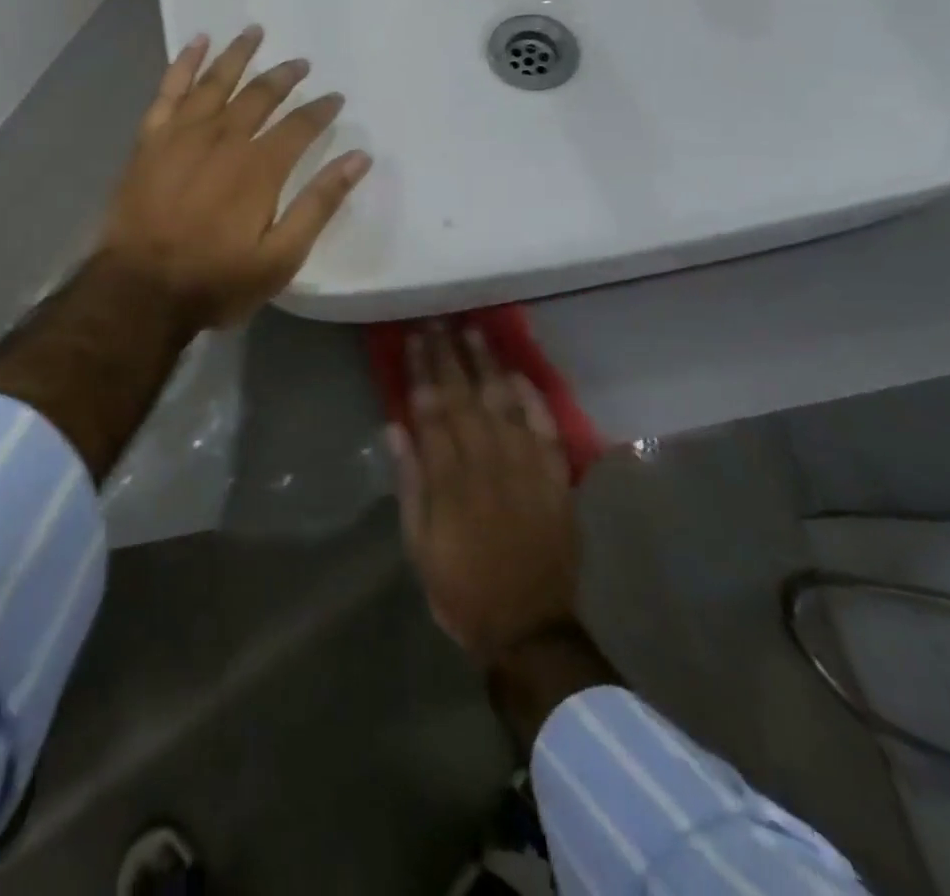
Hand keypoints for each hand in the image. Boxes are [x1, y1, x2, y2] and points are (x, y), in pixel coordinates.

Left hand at [97, 26, 372, 328]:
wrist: (140, 289)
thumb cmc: (216, 280)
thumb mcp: (281, 257)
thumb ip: (319, 204)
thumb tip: (359, 158)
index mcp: (260, 167)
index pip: (300, 126)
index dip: (321, 110)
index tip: (335, 98)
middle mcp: (224, 138)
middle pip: (260, 95)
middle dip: (284, 76)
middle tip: (301, 63)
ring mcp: (183, 134)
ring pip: (216, 81)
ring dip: (238, 55)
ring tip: (255, 31)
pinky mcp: (151, 139)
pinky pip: (170, 90)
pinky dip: (184, 62)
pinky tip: (197, 42)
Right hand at [390, 322, 580, 666]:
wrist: (528, 629)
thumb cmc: (461, 586)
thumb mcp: (418, 543)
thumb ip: (409, 483)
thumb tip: (395, 428)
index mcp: (450, 480)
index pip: (432, 411)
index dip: (421, 372)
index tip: (412, 339)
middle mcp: (488, 465)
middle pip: (465, 399)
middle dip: (449, 356)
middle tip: (438, 322)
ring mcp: (526, 470)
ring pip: (504, 405)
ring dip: (488, 366)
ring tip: (474, 332)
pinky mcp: (555, 481)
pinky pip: (545, 431)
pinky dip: (533, 401)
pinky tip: (519, 375)